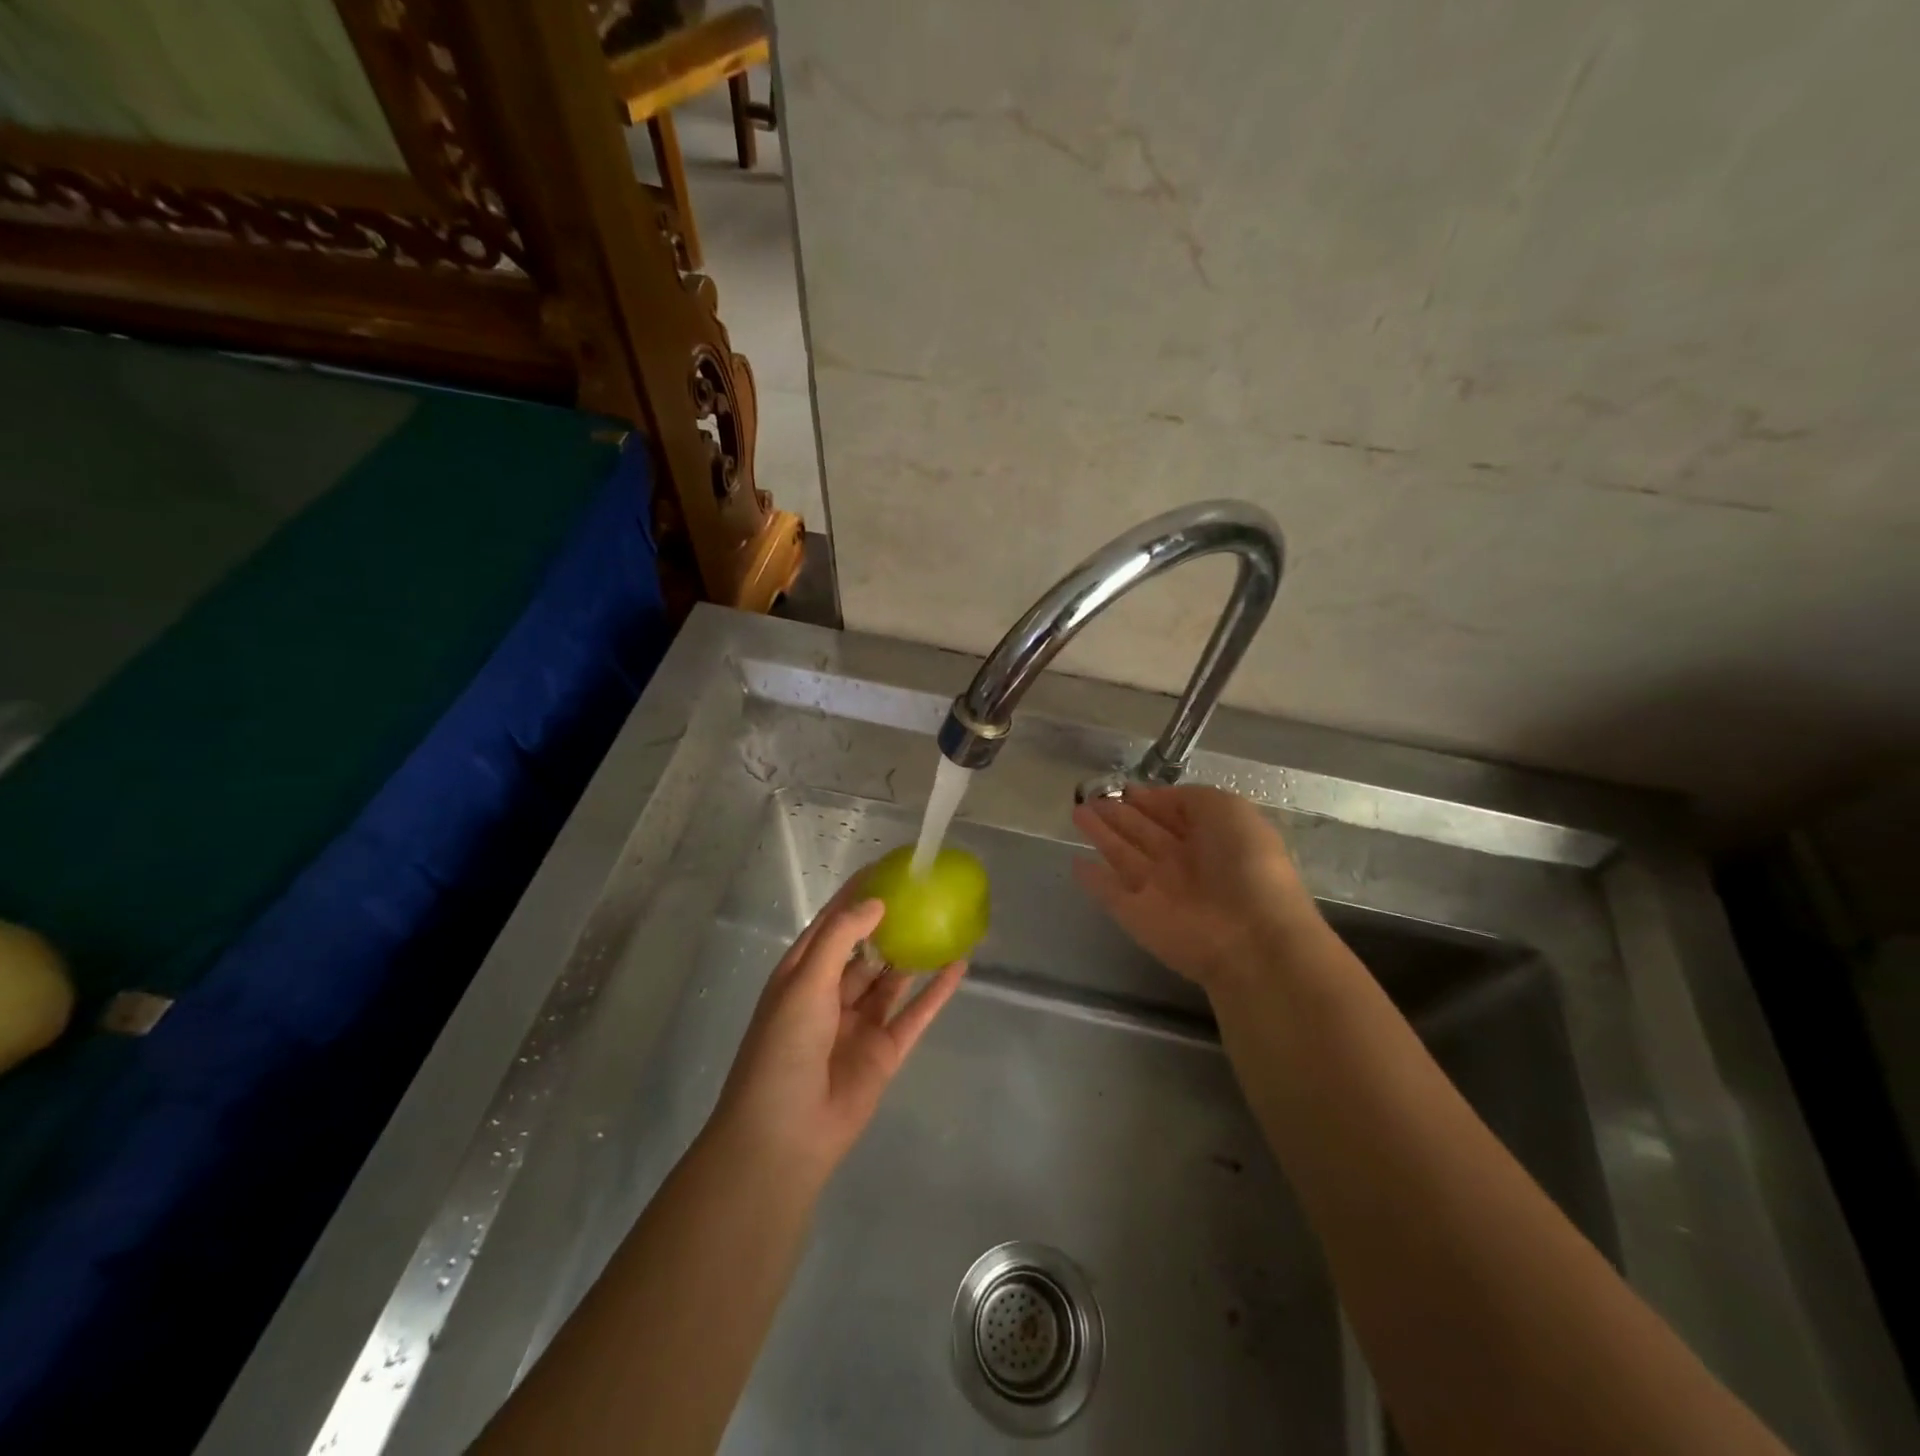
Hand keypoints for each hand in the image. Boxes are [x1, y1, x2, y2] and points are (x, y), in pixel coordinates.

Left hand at [710, 882, 965, 1188]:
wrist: (785, 1136)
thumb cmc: (783, 1049)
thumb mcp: (805, 983)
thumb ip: (840, 939)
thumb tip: (876, 903)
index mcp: (803, 973)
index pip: (832, 923)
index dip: (857, 895)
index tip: (887, 868)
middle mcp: (832, 993)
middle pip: (866, 948)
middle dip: (890, 922)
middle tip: (924, 894)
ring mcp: (860, 1023)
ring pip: (892, 979)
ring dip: (914, 954)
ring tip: (945, 922)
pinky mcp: (885, 1051)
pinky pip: (915, 1013)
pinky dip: (936, 991)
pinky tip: (959, 967)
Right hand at [1072, 784, 1322, 992]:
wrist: (1251, 938)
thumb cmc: (1246, 864)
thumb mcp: (1228, 810)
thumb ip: (1191, 798)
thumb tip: (1154, 797)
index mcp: (1211, 837)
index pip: (1174, 813)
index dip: (1150, 799)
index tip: (1123, 787)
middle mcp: (1184, 863)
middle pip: (1144, 832)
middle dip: (1119, 814)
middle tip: (1091, 797)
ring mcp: (1158, 891)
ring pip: (1123, 856)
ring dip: (1101, 835)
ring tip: (1077, 812)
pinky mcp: (1136, 916)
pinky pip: (1110, 894)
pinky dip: (1093, 880)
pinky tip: (1076, 862)